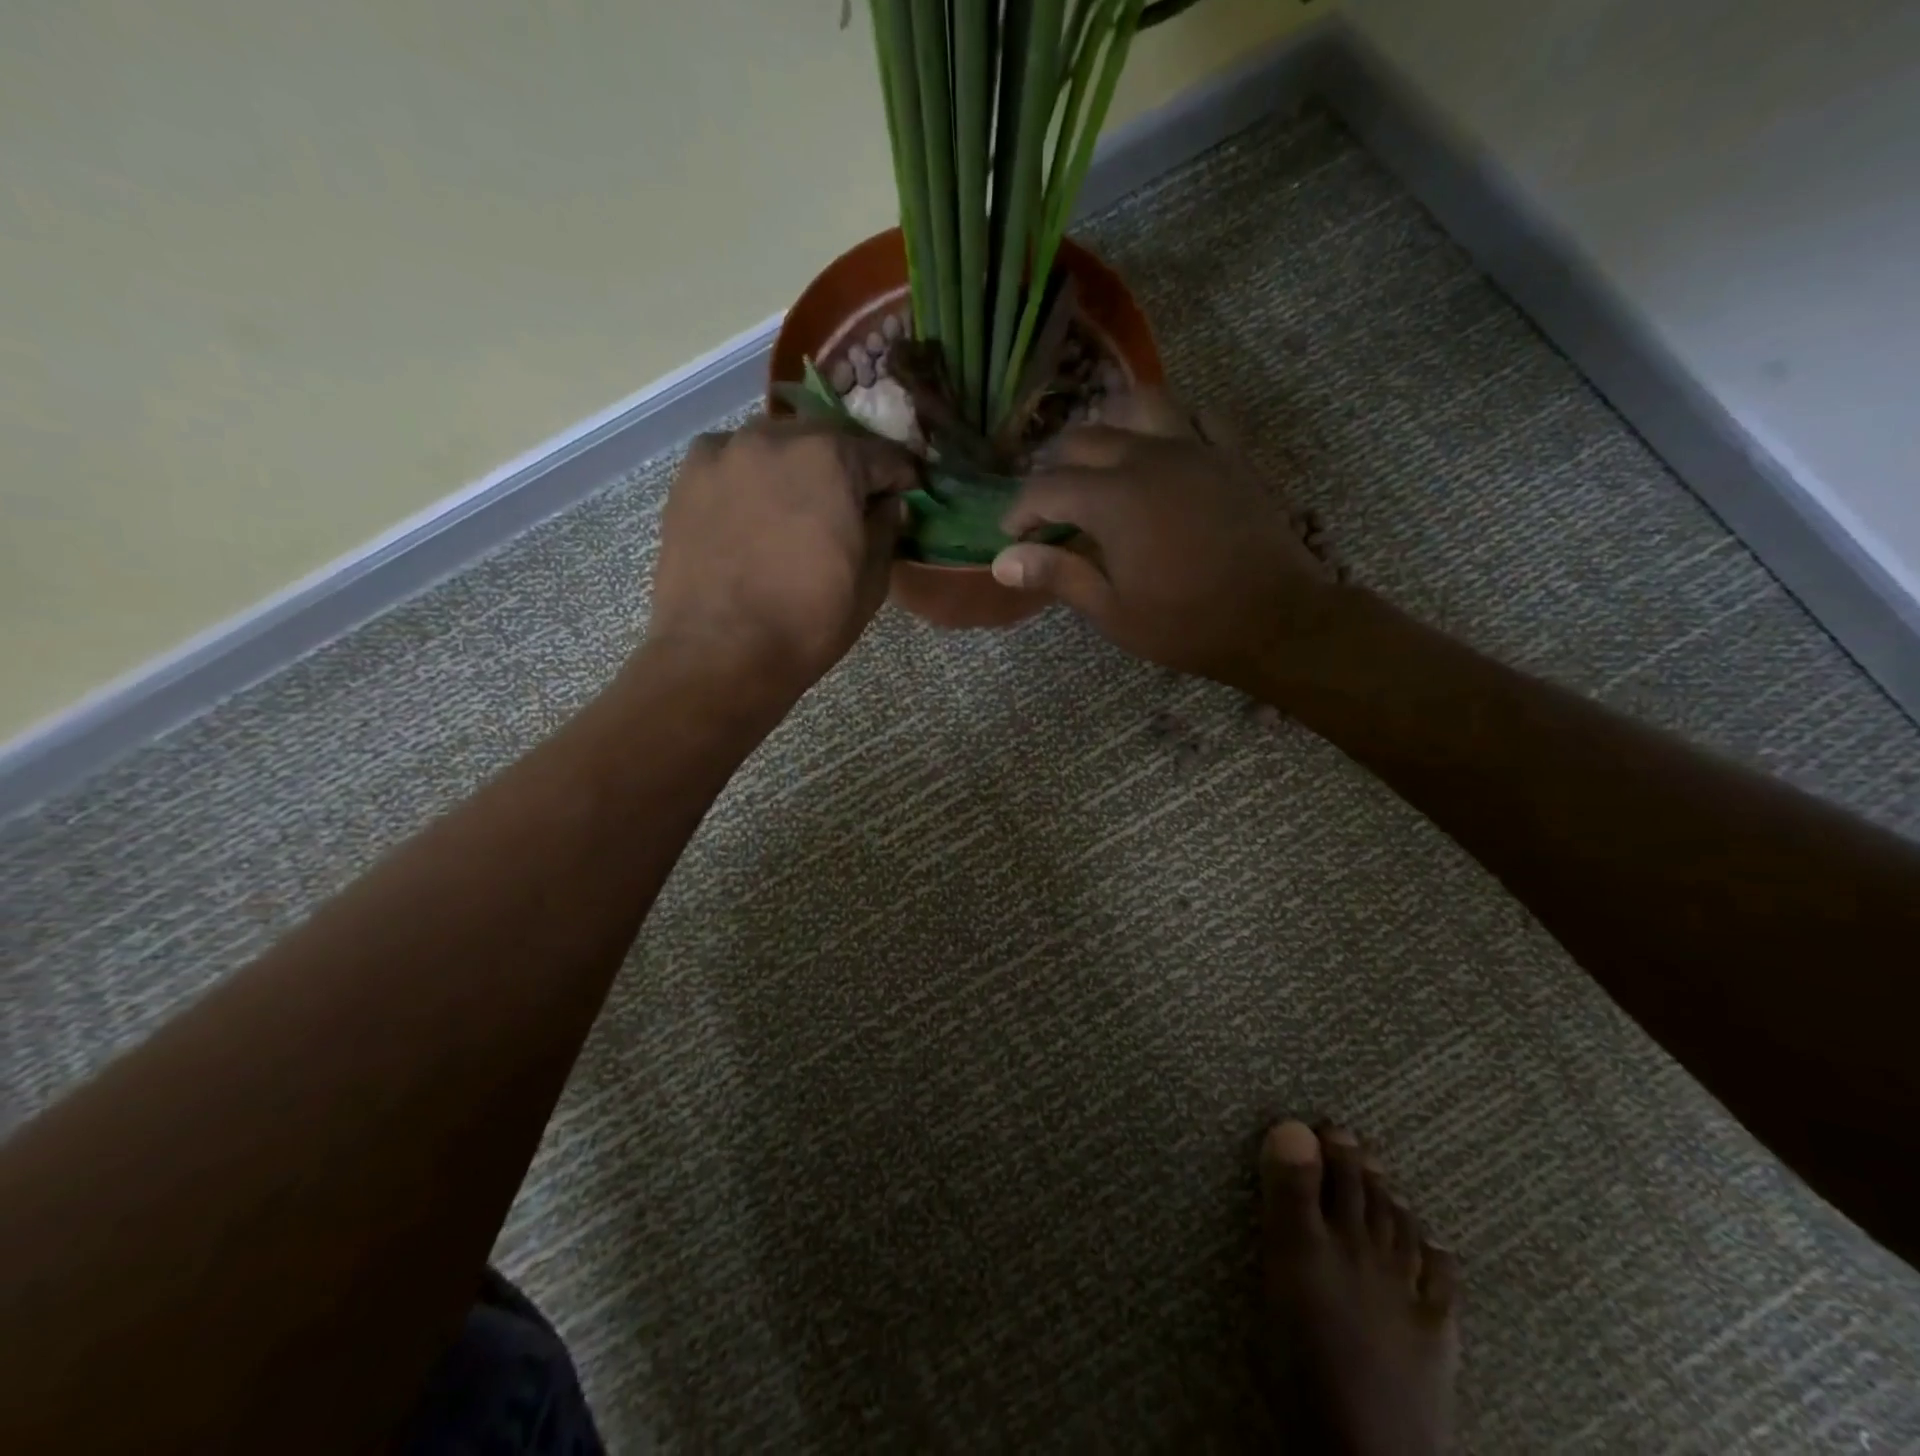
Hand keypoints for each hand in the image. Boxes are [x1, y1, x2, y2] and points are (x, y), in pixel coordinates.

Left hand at [647, 418, 916, 695]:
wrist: (720, 653)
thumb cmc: (808, 623)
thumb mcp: (871, 582)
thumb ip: (885, 528)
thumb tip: (886, 503)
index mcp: (830, 458)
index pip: (882, 455)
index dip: (901, 477)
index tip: (908, 493)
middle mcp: (775, 438)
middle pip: (826, 441)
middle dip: (846, 468)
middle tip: (852, 503)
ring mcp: (725, 453)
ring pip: (775, 447)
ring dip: (796, 469)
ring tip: (799, 508)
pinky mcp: (687, 477)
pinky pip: (733, 463)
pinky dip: (751, 478)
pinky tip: (754, 513)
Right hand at [992, 391, 1335, 688]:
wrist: (1274, 621)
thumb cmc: (1186, 625)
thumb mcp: (1112, 612)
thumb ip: (1058, 576)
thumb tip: (1003, 560)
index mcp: (1113, 500)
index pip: (1047, 488)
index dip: (1021, 509)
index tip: (1011, 534)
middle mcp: (1149, 459)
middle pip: (1085, 439)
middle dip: (1055, 468)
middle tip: (1049, 504)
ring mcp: (1195, 450)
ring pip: (1141, 407)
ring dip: (1110, 425)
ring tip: (1100, 456)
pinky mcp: (1231, 457)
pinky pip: (1199, 417)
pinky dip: (1174, 424)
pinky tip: (1165, 448)